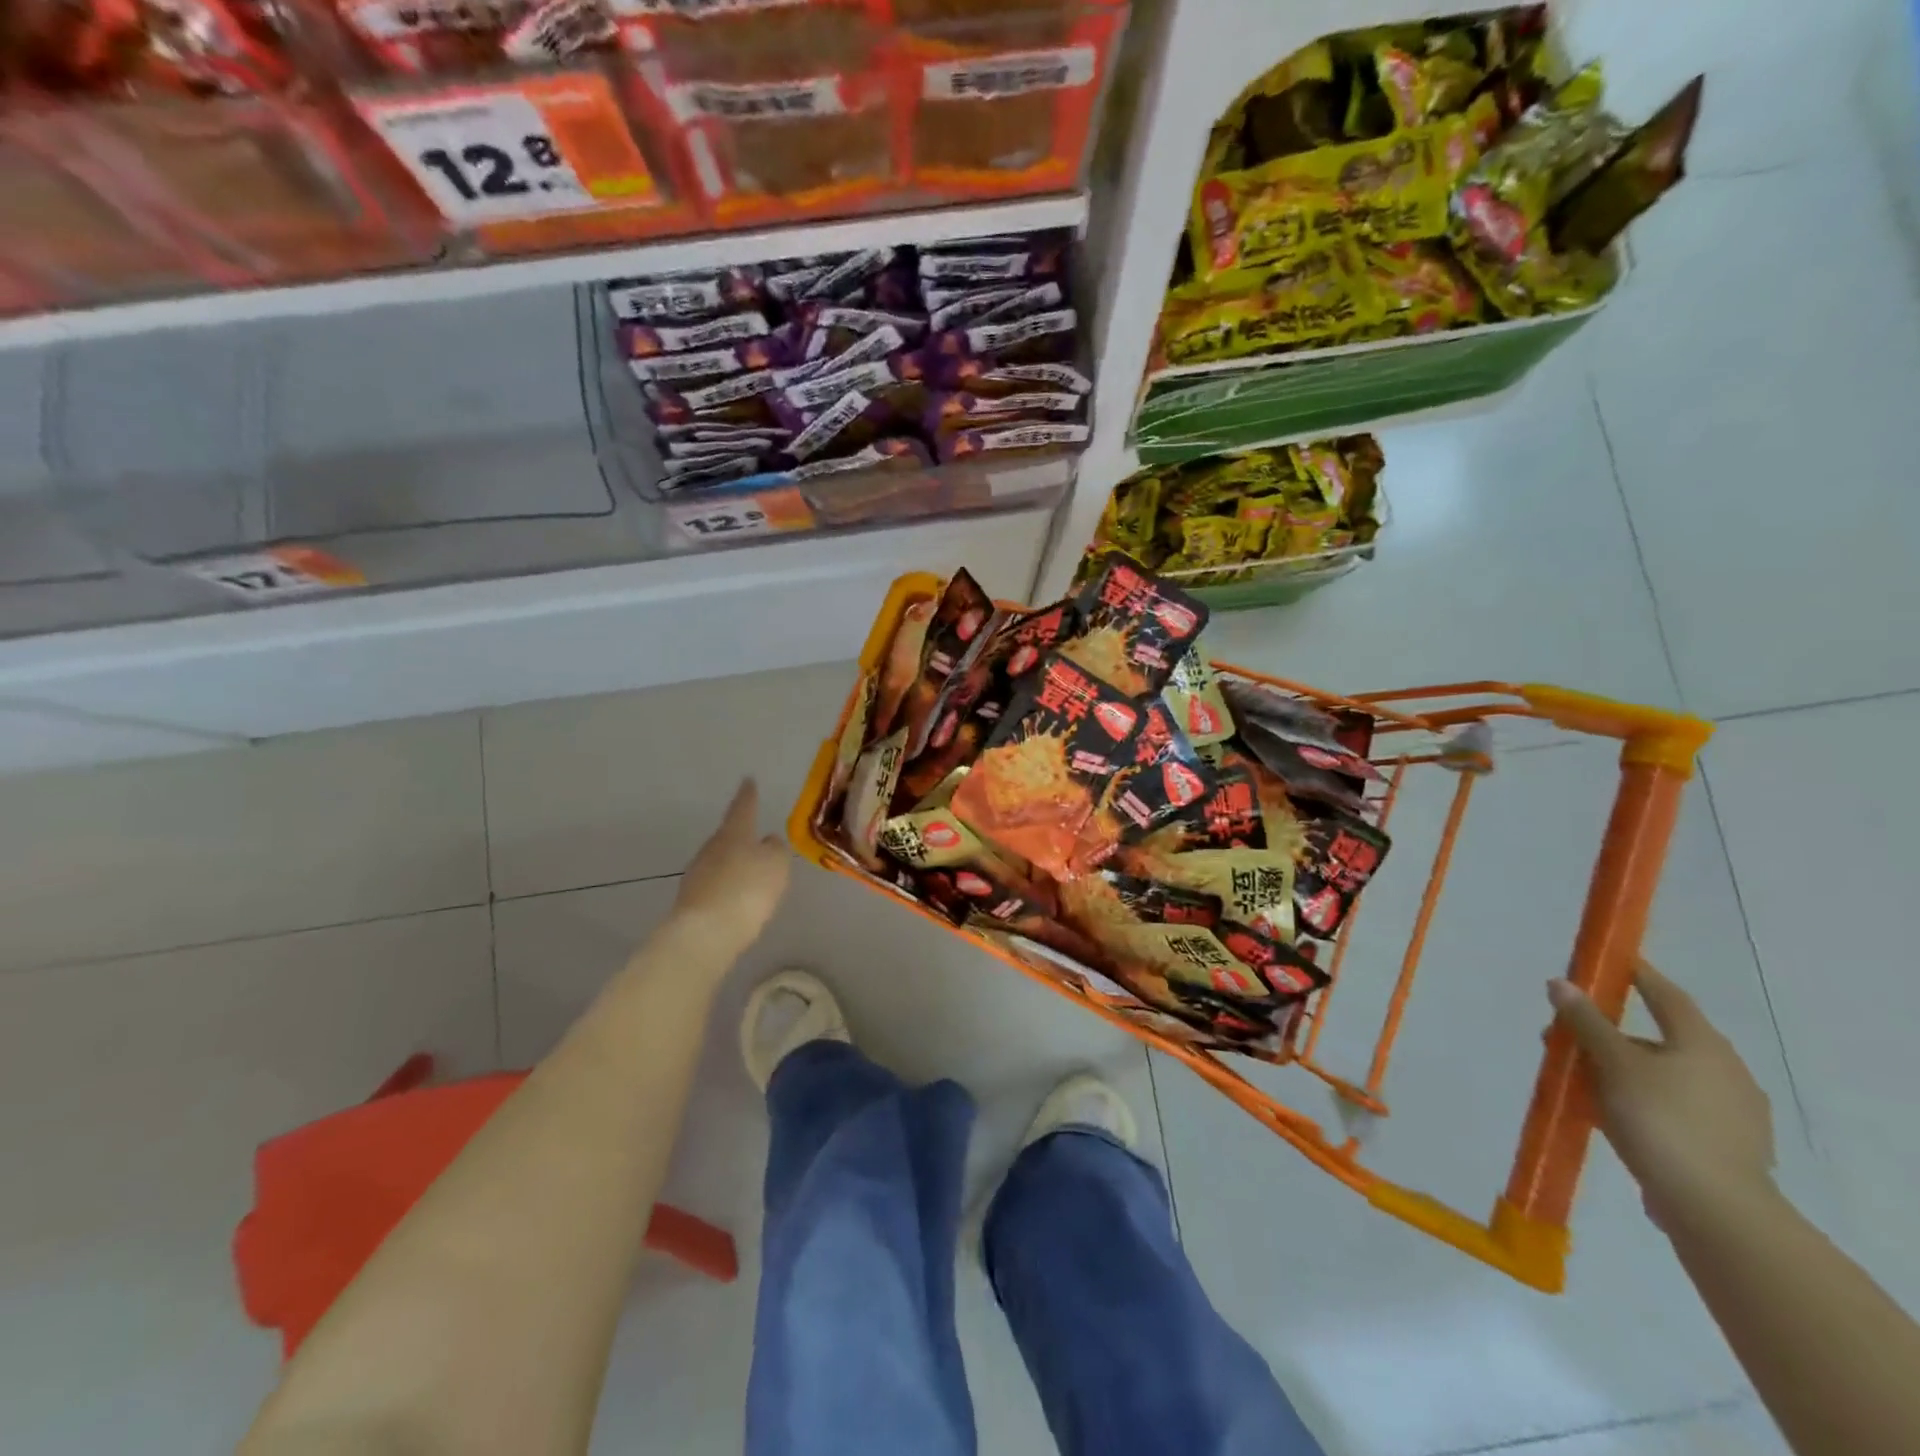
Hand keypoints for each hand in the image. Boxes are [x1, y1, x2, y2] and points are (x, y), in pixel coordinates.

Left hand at [672, 779, 791, 956]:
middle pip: (728, 836)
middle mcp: (712, 848)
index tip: (748, 781)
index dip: (748, 795)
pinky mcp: (692, 901)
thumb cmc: (747, 890)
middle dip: (741, 835)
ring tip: (751, 872)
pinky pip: (716, 885)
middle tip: (756, 837)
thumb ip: (775, 849)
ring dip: (734, 864)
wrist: (705, 934)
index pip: (743, 808)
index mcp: (734, 833)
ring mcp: (698, 874)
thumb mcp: (776, 864)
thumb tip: (768, 840)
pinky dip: (728, 886)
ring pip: (720, 861)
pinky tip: (738, 898)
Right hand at [1549, 960, 1776, 1229]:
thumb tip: (1561, 983)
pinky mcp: (1723, 1146)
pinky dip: (1637, 1099)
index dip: (1638, 975)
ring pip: (1662, 1075)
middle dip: (1610, 1033)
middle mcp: (1724, 1071)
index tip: (1611, 961)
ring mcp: (1730, 1113)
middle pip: (1659, 1038)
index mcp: (1704, 1046)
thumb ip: (1586, 1023)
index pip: (1667, 996)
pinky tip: (1608, 1113)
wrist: (1716, 1210)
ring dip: (1619, 1069)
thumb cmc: (1663, 1121)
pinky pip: (1670, 1106)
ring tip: (1577, 1079)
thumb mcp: (1614, 1064)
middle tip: (1567, 1035)